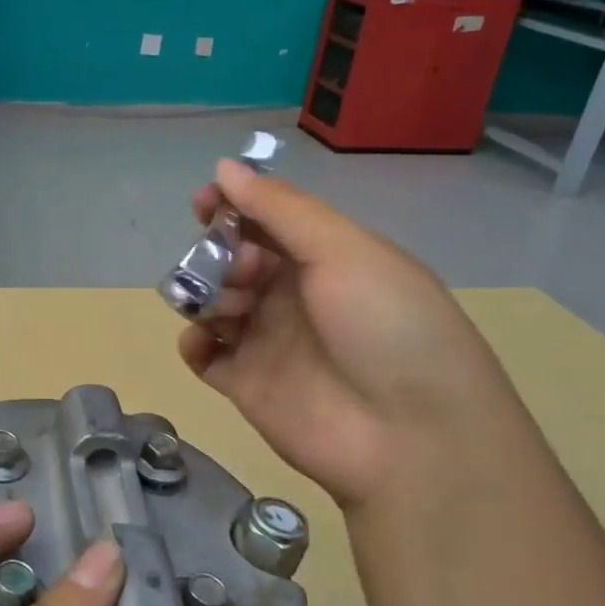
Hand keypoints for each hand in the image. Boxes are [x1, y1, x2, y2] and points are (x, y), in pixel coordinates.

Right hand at [180, 161, 543, 511]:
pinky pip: (202, 354)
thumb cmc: (386, 328)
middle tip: (239, 272)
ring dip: (208, 293)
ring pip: (213, 301)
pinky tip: (205, 340)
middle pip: (233, 259)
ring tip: (230, 309)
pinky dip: (193, 340)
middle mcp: (292, 296)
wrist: (410, 437)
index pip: (265, 221)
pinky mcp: (245, 384)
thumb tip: (224, 168)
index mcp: (324, 258)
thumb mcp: (344, 250)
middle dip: (221, 253)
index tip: (204, 204)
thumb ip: (280, 208)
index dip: (232, 207)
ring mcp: (267, 341)